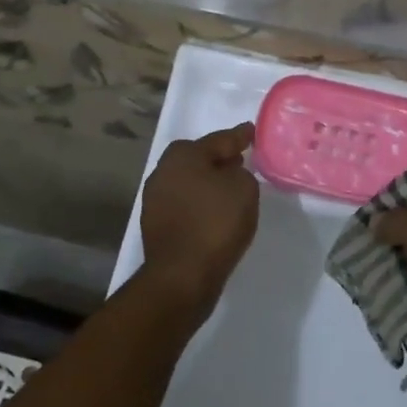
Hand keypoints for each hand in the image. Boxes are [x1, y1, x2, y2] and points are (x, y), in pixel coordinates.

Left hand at [139, 122, 259, 311]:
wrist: (182, 275)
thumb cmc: (215, 224)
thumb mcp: (244, 189)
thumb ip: (240, 173)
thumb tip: (227, 174)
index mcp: (183, 155)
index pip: (219, 140)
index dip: (238, 136)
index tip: (250, 132)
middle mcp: (163, 171)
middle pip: (197, 158)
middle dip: (218, 159)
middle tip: (240, 161)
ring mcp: (155, 199)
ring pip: (188, 181)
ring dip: (207, 183)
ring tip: (229, 190)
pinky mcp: (155, 224)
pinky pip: (184, 205)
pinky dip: (199, 205)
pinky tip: (214, 214)